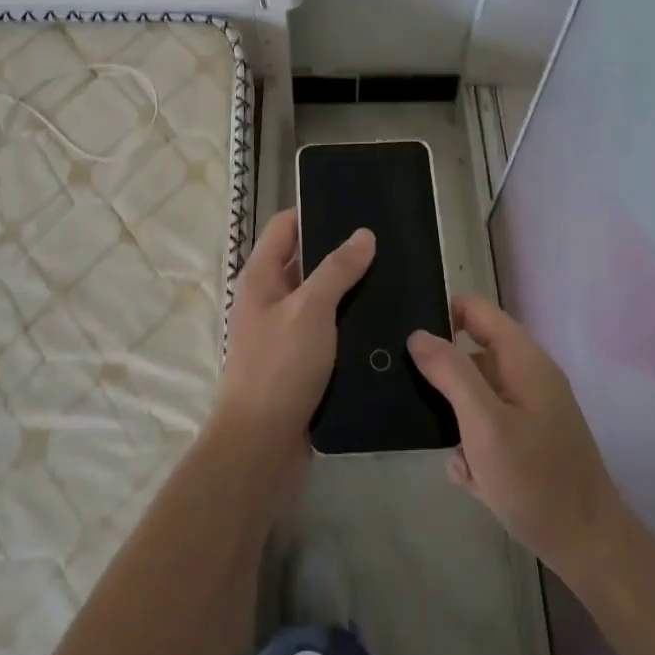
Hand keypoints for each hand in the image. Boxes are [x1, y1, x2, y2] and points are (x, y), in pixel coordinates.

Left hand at [215, 208, 374, 471]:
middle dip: (340, 251)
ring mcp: (284, 332)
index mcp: (260, 277)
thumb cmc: (279, 367)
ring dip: (349, 289)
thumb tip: (363, 234)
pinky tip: (384, 320)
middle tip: (387, 242)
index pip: (285, 226)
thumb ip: (336, 269)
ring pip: (320, 298)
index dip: (315, 211)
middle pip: (305, 260)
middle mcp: (269, 299)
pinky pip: (328, 330)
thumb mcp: (310, 310)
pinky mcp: (301, 362)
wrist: (262, 447)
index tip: (356, 206)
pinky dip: (349, 322)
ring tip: (394, 275)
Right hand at [408, 296, 624, 583]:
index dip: (440, 314)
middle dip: (441, 375)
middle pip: (471, 352)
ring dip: (454, 419)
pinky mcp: (527, 441)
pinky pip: (486, 428)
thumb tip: (418, 335)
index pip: (474, 309)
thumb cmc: (536, 480)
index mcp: (522, 359)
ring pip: (474, 395)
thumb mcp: (484, 424)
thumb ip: (451, 373)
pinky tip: (469, 478)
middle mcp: (527, 376)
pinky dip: (472, 447)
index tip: (407, 341)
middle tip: (408, 395)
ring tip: (446, 451)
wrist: (589, 549)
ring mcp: (529, 409)